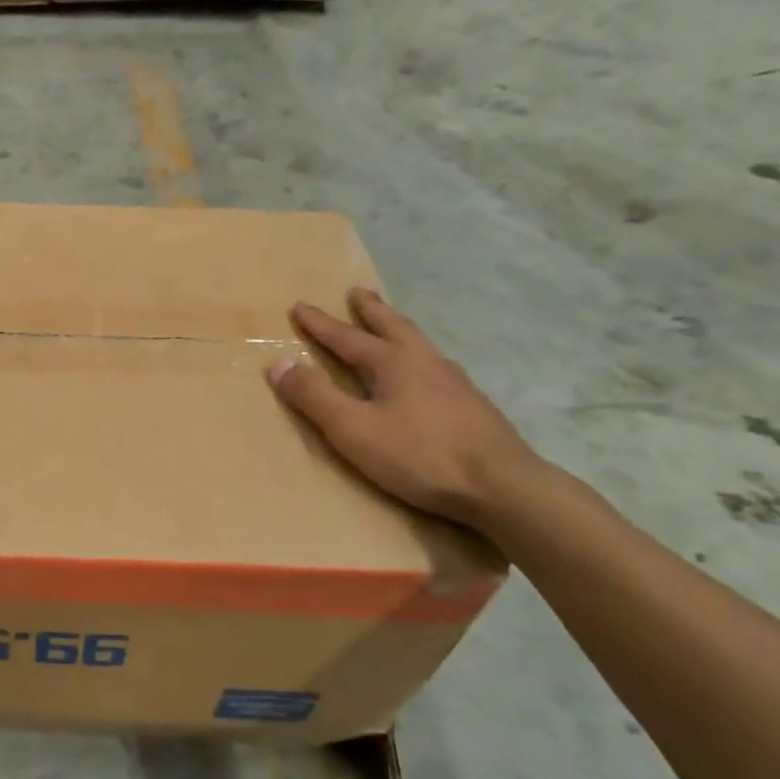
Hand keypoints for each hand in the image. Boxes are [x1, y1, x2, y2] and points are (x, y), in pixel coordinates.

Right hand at [265, 288, 539, 529]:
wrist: (501, 486)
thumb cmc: (418, 455)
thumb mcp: (352, 428)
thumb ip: (314, 396)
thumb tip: (278, 363)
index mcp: (393, 363)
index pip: (347, 337)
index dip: (320, 324)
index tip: (300, 306)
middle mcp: (425, 362)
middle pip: (393, 326)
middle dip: (370, 310)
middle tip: (358, 292)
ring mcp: (454, 382)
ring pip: (419, 344)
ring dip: (398, 329)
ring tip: (391, 326)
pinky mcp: (472, 406)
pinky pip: (436, 367)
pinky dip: (420, 357)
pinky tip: (426, 373)